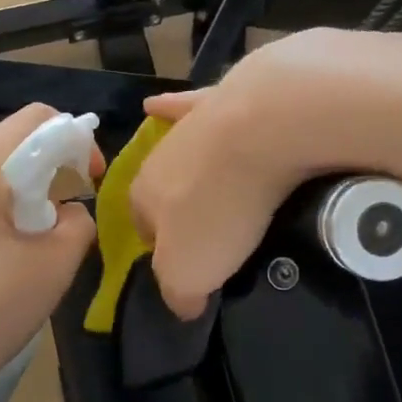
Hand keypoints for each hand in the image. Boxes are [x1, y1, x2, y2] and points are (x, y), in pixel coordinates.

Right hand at [132, 28, 388, 317]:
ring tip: (213, 183)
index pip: (142, 228)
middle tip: (216, 229)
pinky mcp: (218, 96)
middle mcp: (158, 157)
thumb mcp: (191, 271)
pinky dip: (175, 105)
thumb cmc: (219, 207)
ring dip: (190, 166)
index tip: (192, 263)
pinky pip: (189, 104)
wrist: (259, 127)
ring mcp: (188, 125)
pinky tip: (164, 104)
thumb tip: (183, 305)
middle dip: (180, 207)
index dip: (163, 249)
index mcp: (144, 196)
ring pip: (181, 151)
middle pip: (163, 188)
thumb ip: (178, 292)